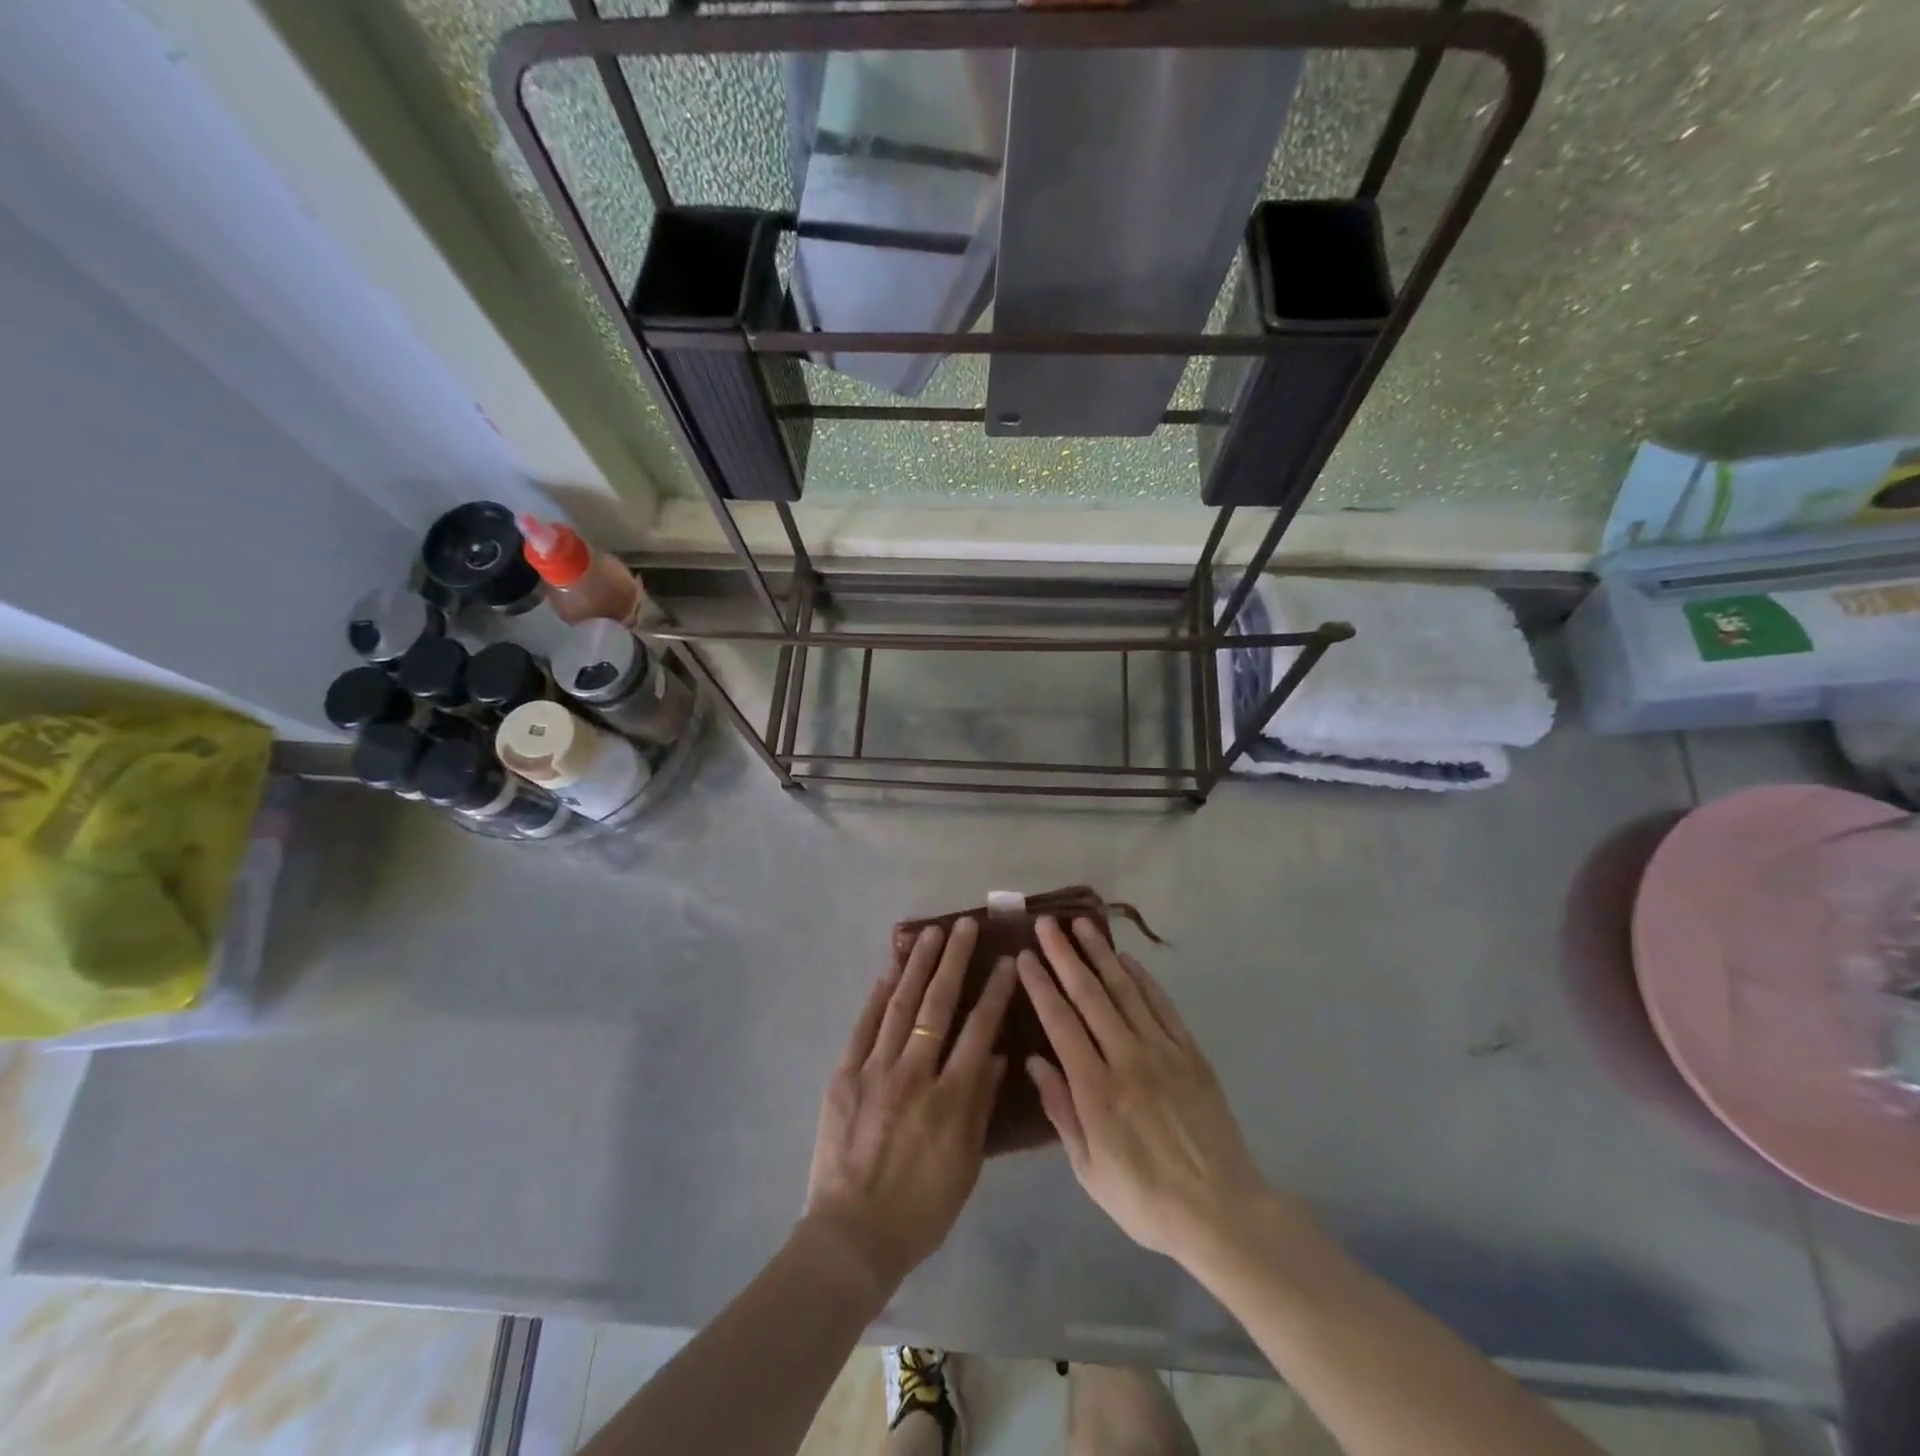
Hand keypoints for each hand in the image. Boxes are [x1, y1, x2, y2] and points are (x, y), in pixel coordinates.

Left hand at [803, 918, 1015, 1292]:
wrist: (852, 1235)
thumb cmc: (921, 1208)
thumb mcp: (966, 1164)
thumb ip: (982, 1105)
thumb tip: (998, 1055)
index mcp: (951, 1098)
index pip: (979, 1030)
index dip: (995, 991)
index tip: (1006, 960)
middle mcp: (915, 1073)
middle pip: (938, 1004)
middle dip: (954, 960)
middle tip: (965, 925)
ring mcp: (875, 1070)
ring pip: (901, 1004)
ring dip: (918, 964)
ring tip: (931, 932)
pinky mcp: (845, 1074)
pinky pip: (864, 1025)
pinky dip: (878, 993)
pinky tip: (890, 968)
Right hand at [1018, 917, 1298, 1268]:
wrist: (1222, 1212)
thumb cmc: (1145, 1199)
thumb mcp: (1089, 1170)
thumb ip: (1061, 1111)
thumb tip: (1035, 1061)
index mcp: (1096, 1090)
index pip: (1060, 1023)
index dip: (1040, 985)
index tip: (1024, 956)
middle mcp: (1127, 1059)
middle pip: (1090, 995)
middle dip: (1064, 956)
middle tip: (1046, 924)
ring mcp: (1163, 1052)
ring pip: (1126, 990)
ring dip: (1101, 954)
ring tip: (1082, 925)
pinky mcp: (1191, 1053)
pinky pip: (1163, 1006)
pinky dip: (1143, 978)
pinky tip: (1127, 960)